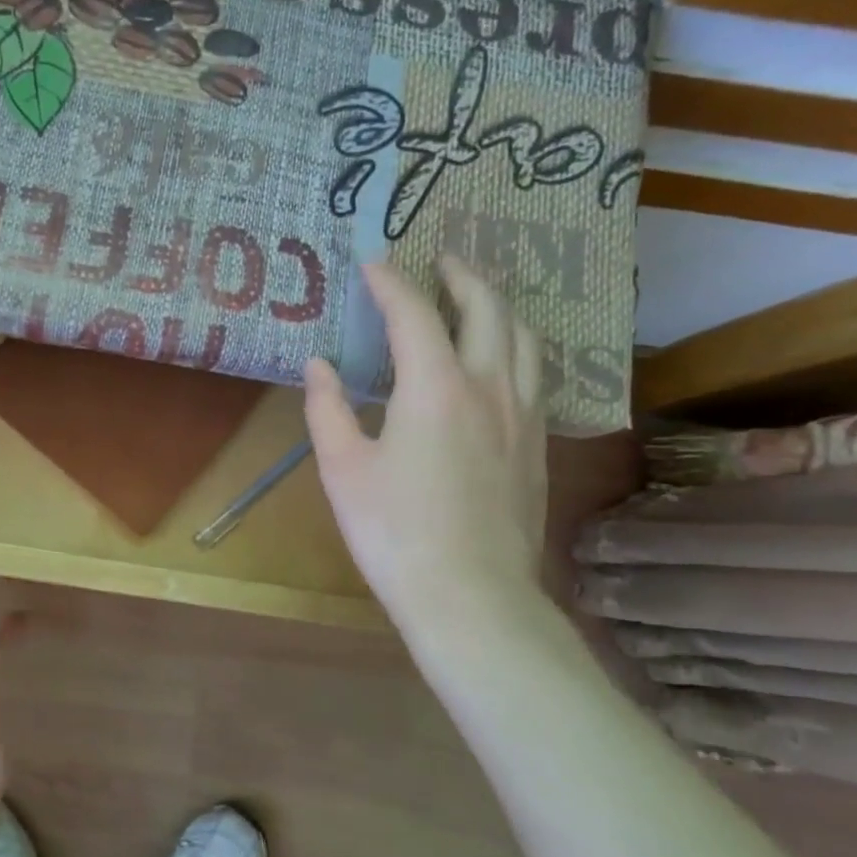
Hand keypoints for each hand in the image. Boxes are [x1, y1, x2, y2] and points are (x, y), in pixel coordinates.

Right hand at [304, 258, 547, 635]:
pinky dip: (514, 346)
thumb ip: (327, 408)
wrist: (472, 596)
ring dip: (498, 306)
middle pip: (488, 310)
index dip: (391, 283)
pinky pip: (533, 373)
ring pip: (524, 338)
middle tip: (441, 260)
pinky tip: (498, 361)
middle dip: (462, 276)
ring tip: (476, 298)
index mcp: (436, 388)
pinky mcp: (537, 445)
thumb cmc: (394, 531)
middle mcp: (489, 387)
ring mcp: (523, 416)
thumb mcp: (343, 468)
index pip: (415, 313)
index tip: (372, 264)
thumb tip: (319, 365)